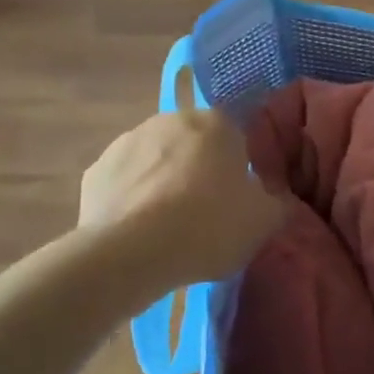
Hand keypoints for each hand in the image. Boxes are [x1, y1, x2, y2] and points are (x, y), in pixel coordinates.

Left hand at [79, 110, 286, 289]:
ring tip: (167, 228)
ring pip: (156, 161)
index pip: (236, 138)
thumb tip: (276, 198)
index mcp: (217, 123)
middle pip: (193, 145)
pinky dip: (132, 200)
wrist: (132, 253)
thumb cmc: (209, 227)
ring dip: (163, 183)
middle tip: (205, 214)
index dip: (238, 170)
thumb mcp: (264, 222)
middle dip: (198, 172)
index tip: (237, 201)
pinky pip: (125, 183)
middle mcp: (171, 120)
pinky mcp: (96, 170)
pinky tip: (137, 232)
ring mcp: (128, 141)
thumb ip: (277, 203)